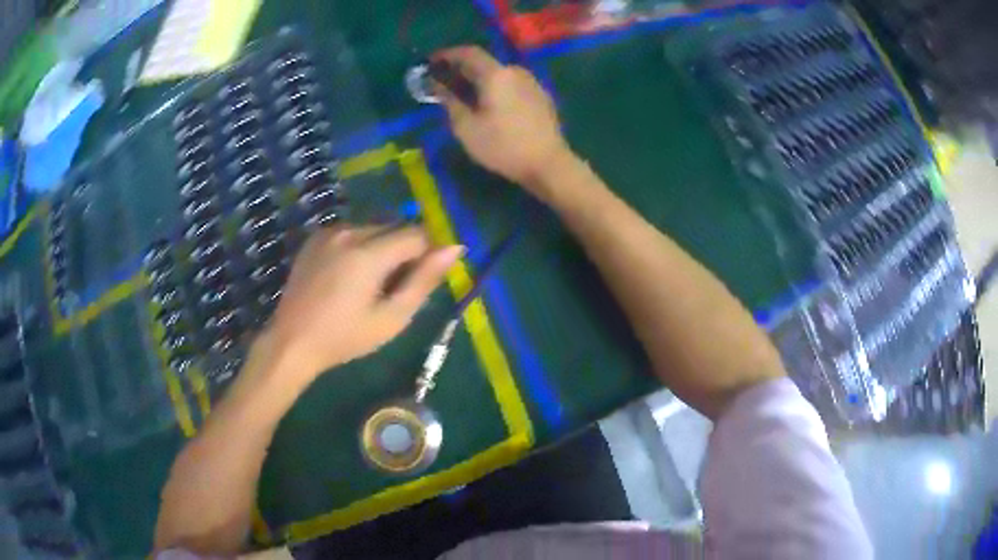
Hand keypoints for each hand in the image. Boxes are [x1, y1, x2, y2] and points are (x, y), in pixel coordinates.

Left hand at [261, 226, 463, 386]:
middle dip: (404, 250)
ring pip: (373, 228)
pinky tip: (349, 274)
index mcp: (369, 253)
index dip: (428, 253)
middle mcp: (349, 232)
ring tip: (370, 283)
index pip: (417, 234)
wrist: (293, 341)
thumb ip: (424, 280)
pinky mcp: (316, 237)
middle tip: (394, 287)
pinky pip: (351, 232)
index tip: (422, 279)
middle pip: (395, 227)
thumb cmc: (346, 337)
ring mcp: (329, 232)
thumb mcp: (392, 317)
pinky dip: (360, 246)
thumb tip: (454, 248)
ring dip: (382, 247)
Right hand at [435, 46, 571, 189]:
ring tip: (464, 94)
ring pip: (499, 74)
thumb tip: (437, 85)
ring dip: (479, 79)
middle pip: (484, 63)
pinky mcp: (541, 97)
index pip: (468, 53)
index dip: (447, 55)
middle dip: (461, 69)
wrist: (549, 164)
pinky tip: (489, 104)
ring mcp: (532, 83)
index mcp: (496, 74)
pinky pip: (512, 85)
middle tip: (443, 80)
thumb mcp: (467, 128)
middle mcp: (515, 71)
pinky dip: (495, 88)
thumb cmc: (503, 146)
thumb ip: (450, 102)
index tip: (431, 62)